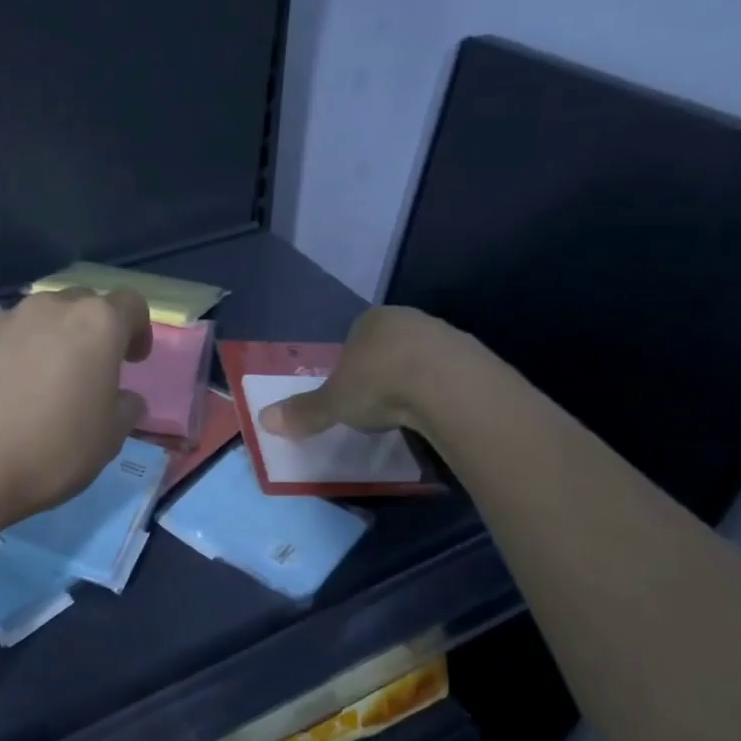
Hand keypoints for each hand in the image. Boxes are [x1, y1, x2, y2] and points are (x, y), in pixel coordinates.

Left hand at [0, 288, 152, 525]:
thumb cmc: (51, 449)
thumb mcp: (109, 438)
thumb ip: (126, 409)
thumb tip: (125, 399)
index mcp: (95, 323)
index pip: (130, 304)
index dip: (139, 329)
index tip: (133, 361)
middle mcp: (48, 308)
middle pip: (83, 305)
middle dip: (93, 332)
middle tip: (91, 372)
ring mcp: (2, 321)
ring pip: (39, 320)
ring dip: (51, 342)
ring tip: (44, 386)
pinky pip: (4, 340)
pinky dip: (14, 356)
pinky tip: (6, 396)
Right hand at [260, 306, 469, 438]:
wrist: (449, 386)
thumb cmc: (380, 384)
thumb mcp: (334, 402)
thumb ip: (304, 411)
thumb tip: (264, 420)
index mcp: (372, 320)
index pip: (356, 335)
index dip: (350, 364)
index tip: (350, 392)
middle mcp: (410, 320)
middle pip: (391, 345)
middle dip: (384, 370)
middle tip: (377, 404)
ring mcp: (446, 336)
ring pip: (423, 358)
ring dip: (415, 380)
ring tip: (408, 414)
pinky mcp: (476, 358)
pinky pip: (450, 375)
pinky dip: (442, 392)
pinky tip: (436, 413)